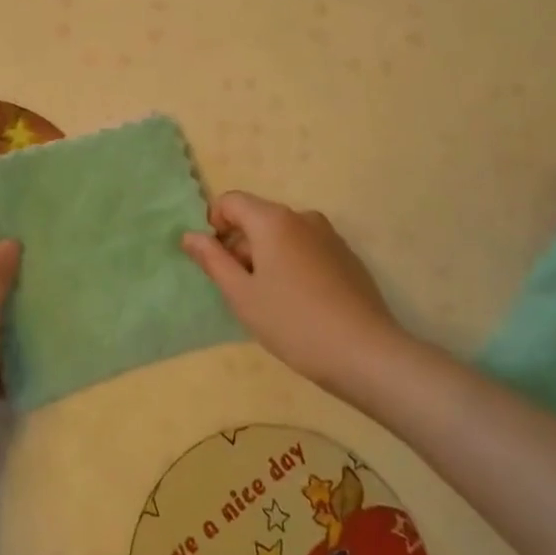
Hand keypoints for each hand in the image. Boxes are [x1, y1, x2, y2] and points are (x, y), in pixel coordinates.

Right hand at [182, 192, 402, 394]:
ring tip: (272, 301)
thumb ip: (212, 260)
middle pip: (257, 218)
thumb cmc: (293, 322)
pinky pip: (307, 249)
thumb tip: (189, 235)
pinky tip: (301, 304)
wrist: (366, 353)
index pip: (231, 201)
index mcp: (273, 220)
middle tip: (242, 291)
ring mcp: (329, 236)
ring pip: (283, 235)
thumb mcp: (241, 295)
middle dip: (241, 246)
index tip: (217, 262)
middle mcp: (302, 217)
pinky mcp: (347, 257)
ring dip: (267, 257)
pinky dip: (293, 265)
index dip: (215, 225)